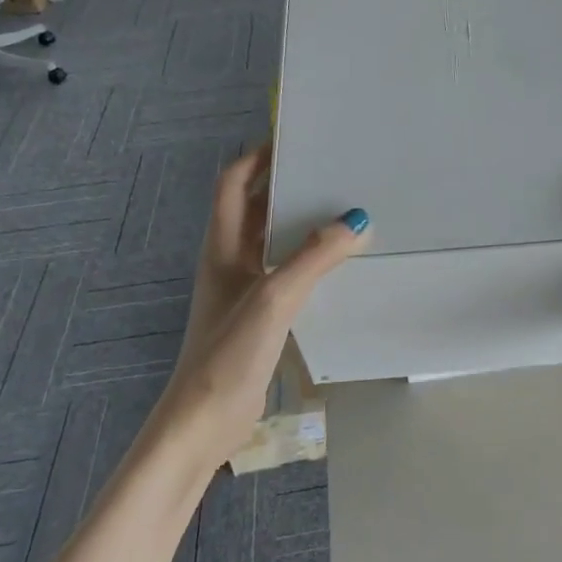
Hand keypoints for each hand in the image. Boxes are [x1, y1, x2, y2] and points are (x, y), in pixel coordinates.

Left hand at [154, 144, 368, 467]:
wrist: (205, 420)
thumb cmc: (229, 352)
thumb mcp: (274, 298)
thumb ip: (314, 258)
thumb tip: (356, 218)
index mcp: (223, 246)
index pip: (234, 184)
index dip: (258, 157)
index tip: (294, 140)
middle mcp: (230, 261)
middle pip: (256, 209)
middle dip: (288, 188)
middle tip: (331, 174)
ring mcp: (243, 290)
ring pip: (273, 243)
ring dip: (301, 226)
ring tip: (343, 212)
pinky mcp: (258, 317)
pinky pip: (285, 274)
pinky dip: (308, 261)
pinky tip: (338, 266)